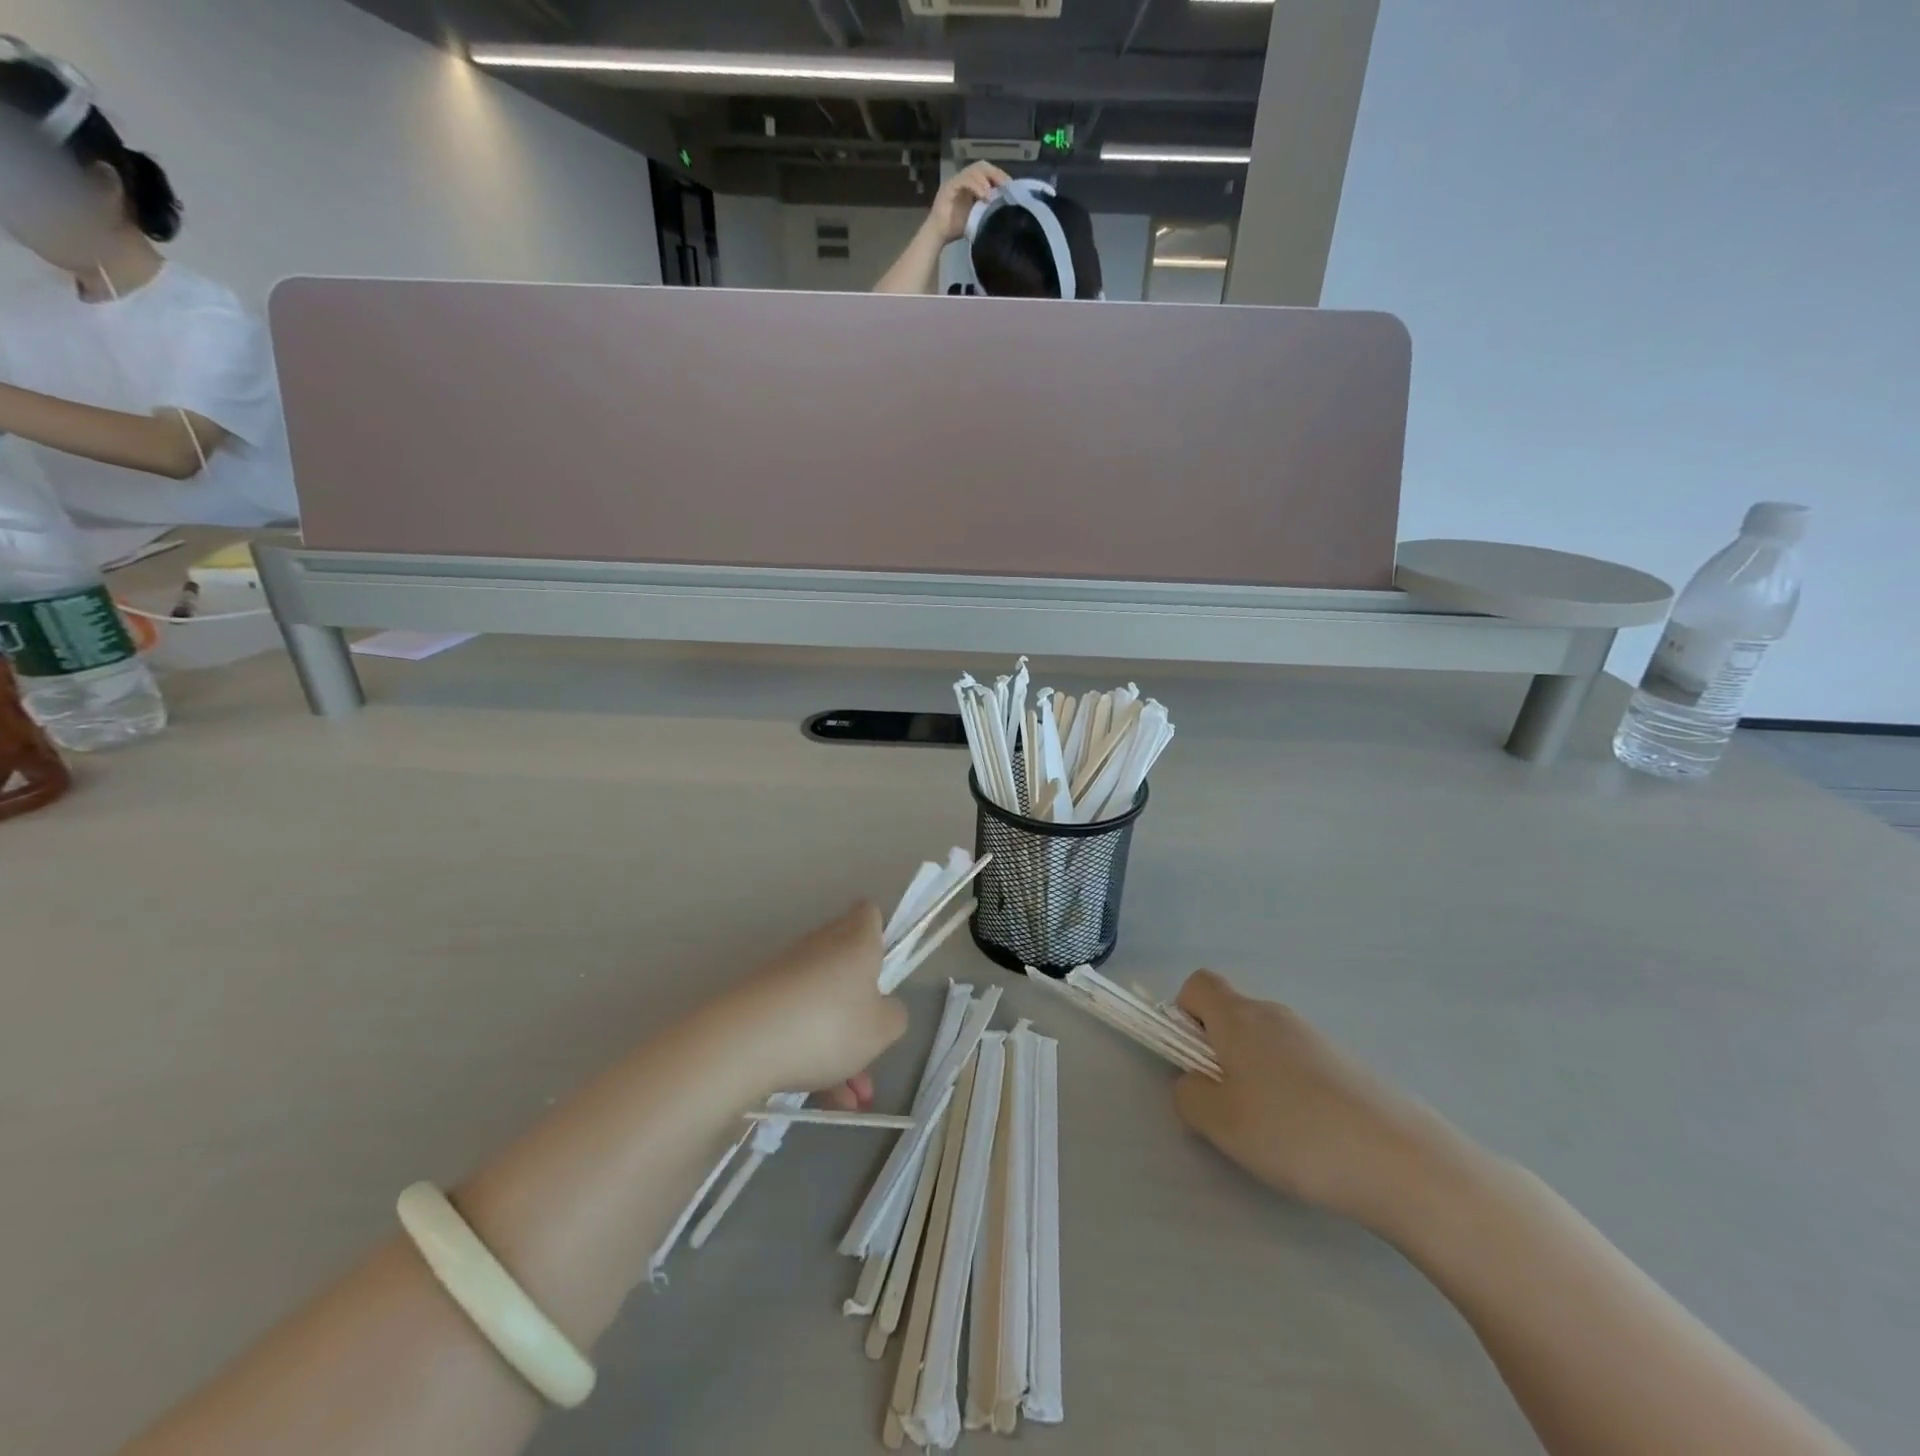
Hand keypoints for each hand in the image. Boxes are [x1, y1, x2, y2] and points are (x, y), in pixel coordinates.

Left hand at [723, 903, 908, 1108]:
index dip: (879, 932)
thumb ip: (893, 1016)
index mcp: (856, 942)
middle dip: (862, 1005)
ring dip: (841, 1046)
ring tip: (854, 1098)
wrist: (742, 1045)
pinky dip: (814, 1056)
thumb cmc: (827, 1026)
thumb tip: (883, 1008)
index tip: (884, 963)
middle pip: (846, 963)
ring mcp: (787, 975)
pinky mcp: (760, 1003)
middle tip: (874, 1042)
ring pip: (824, 1005)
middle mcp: (820, 949)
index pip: (867, 914)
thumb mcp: (881, 1029)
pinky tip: (825, 1100)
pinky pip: (798, 1026)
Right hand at [924, 161, 1011, 242]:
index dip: (1000, 177)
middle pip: (982, 166)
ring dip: (986, 180)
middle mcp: (964, 178)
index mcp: (972, 184)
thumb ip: (988, 209)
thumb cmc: (956, 228)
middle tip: (1006, 185)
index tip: (1011, 187)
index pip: (988, 172)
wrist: (938, 235)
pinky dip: (976, 186)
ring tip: (992, 194)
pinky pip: (964, 180)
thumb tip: (1005, 208)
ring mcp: (956, 180)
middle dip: (996, 174)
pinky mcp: (949, 186)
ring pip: (974, 170)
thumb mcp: (978, 216)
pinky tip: (984, 195)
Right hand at [1171, 970, 1462, 1229]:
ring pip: (1266, 1044)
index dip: (1184, 1015)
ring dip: (1256, 1076)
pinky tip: (1311, 1139)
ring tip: (1273, 1133)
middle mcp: (1277, 1016)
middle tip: (1228, 1107)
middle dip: (1219, 1053)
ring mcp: (1317, 1039)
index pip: (1199, 984)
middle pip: (1232, 1015)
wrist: (1403, 1162)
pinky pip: (1300, 1066)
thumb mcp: (1219, 1122)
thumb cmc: (1295, 1133)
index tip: (1193, 1060)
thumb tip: (1194, 1083)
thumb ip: (1188, 1095)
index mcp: (1240, 1017)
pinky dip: (1292, 1092)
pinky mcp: (1348, 1066)